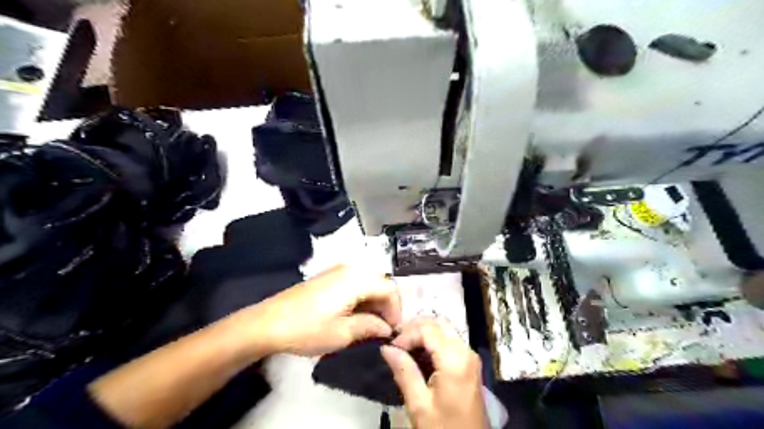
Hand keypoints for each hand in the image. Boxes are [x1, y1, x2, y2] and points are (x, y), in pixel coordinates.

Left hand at [235, 264, 401, 354]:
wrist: (268, 322)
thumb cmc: (307, 329)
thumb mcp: (342, 333)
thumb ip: (370, 327)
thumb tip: (387, 328)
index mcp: (357, 279)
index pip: (390, 289)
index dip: (396, 310)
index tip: (392, 331)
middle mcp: (350, 269)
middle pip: (380, 283)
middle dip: (386, 305)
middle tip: (382, 328)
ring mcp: (337, 270)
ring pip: (367, 282)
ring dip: (373, 302)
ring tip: (369, 324)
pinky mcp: (327, 276)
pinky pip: (354, 282)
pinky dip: (361, 297)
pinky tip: (354, 314)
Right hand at [381, 318, 485, 428]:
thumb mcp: (419, 404)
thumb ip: (404, 371)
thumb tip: (386, 348)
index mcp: (455, 359)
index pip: (427, 329)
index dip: (407, 333)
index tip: (391, 348)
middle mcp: (466, 351)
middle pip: (438, 324)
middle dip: (415, 328)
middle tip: (396, 343)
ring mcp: (470, 356)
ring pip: (444, 330)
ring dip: (424, 333)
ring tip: (404, 347)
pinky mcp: (469, 364)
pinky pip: (450, 341)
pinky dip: (433, 341)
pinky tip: (419, 354)